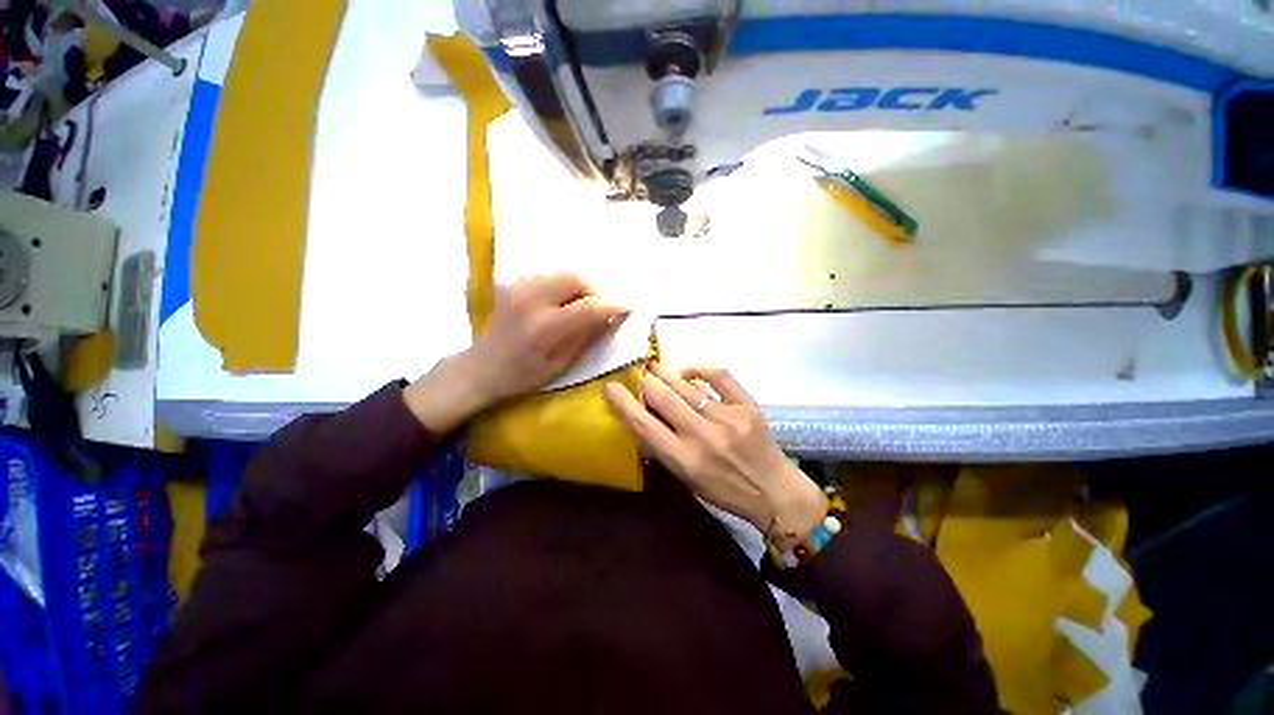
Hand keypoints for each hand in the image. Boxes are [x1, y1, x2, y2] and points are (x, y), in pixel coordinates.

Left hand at [405, 272, 627, 432]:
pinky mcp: (513, 283)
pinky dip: (562, 284)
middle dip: (594, 290)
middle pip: (576, 278)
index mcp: (545, 328)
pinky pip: (548, 274)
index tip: (628, 306)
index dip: (613, 305)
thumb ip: (586, 337)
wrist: (481, 367)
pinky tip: (560, 302)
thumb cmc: (523, 375)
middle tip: (598, 309)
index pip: (589, 306)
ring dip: (579, 286)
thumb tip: (609, 316)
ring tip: (579, 306)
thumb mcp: (561, 364)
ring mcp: (519, 287)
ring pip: (562, 272)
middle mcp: (531, 300)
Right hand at [603, 363, 826, 541]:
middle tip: (636, 370)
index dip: (623, 403)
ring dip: (665, 373)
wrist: (774, 491)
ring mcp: (726, 417)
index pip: (644, 426)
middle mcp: (701, 436)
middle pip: (663, 398)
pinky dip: (699, 368)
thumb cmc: (725, 491)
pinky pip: (719, 375)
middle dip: (644, 380)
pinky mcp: (746, 405)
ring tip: (654, 365)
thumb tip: (646, 417)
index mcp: (683, 460)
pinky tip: (688, 370)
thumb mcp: (687, 480)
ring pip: (686, 386)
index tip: (610, 387)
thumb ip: (665, 449)